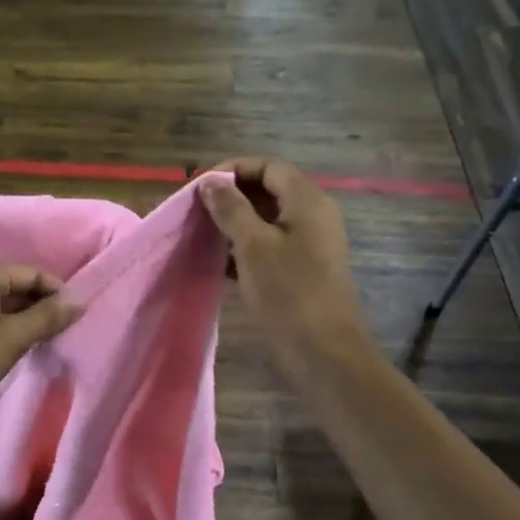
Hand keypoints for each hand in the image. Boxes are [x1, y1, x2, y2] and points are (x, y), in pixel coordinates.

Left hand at [0, 263, 82, 434]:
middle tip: (65, 333)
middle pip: (19, 284)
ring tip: (47, 343)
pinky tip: (19, 348)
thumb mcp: (11, 339)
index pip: (33, 272)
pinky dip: (9, 329)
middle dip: (43, 306)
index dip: (59, 292)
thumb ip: (46, 317)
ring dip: (27, 319)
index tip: (78, 319)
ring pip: (5, 303)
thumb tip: (80, 300)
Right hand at [200, 158, 376, 387]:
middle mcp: (313, 216)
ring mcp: (310, 245)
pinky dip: (245, 247)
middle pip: (269, 190)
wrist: (323, 352)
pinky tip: (219, 262)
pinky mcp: (302, 270)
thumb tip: (210, 181)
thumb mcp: (253, 245)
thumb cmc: (288, 292)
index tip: (199, 187)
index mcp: (307, 201)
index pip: (269, 167)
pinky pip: (270, 245)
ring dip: (235, 223)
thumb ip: (230, 208)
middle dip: (232, 196)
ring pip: (267, 220)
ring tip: (202, 234)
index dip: (234, 169)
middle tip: (196, 211)